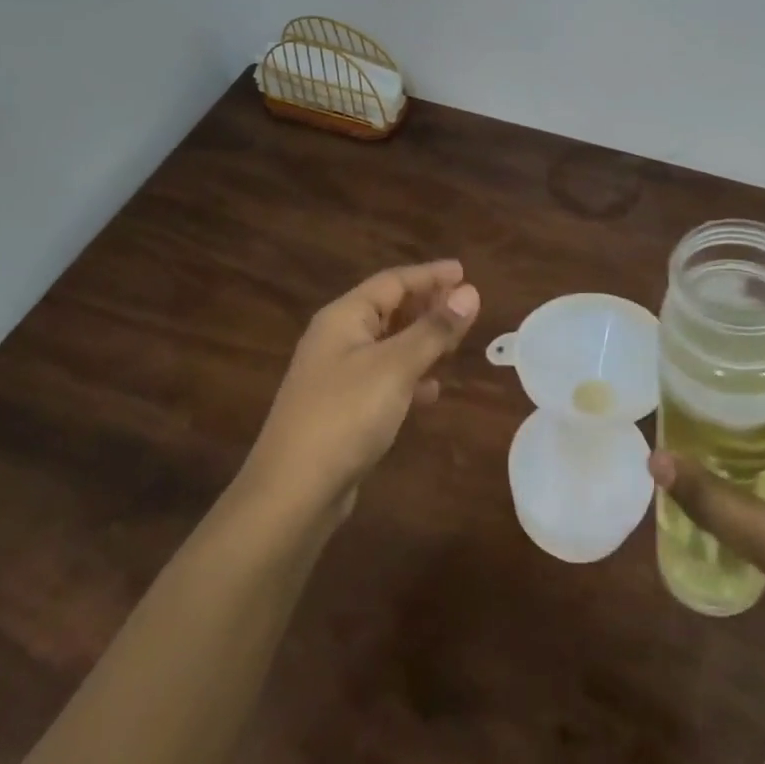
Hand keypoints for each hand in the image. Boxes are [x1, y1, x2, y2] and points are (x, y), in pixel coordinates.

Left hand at [247, 259, 480, 519]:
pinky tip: (430, 391)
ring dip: (421, 340)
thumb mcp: (395, 367)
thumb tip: (471, 292)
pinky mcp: (343, 409)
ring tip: (455, 342)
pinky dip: (409, 377)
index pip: (392, 281)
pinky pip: (383, 379)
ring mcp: (337, 376)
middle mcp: (337, 339)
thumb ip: (434, 330)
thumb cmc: (345, 415)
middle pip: (388, 309)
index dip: (429, 275)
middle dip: (426, 305)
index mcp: (344, 318)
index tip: (464, 272)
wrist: (294, 491)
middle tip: (465, 306)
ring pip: (388, 345)